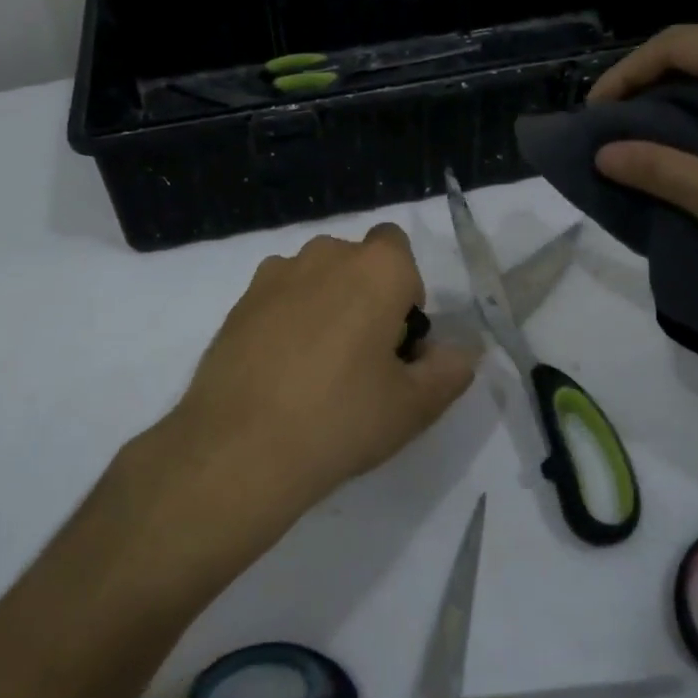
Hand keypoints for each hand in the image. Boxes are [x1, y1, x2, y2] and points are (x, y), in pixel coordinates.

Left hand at [155, 225, 476, 528]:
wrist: (238, 449)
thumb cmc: (341, 418)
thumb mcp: (414, 406)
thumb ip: (449, 370)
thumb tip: (459, 352)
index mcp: (375, 268)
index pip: (399, 248)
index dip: (404, 290)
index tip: (396, 339)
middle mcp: (325, 255)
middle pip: (356, 262)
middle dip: (366, 295)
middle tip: (363, 358)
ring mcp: (274, 275)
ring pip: (315, 278)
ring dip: (325, 304)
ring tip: (316, 367)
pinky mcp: (238, 302)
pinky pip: (279, 297)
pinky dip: (287, 319)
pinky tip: (280, 371)